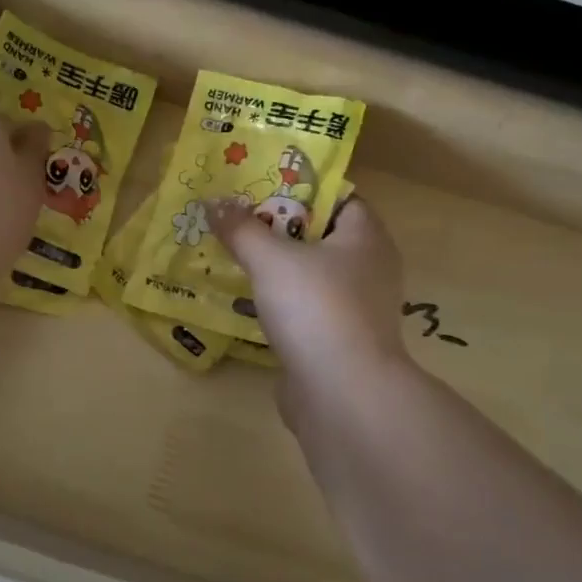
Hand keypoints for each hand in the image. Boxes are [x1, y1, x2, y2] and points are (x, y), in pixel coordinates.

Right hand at [209, 196, 406, 377]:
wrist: (342, 394)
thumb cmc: (315, 309)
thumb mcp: (271, 259)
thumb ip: (241, 229)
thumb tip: (213, 200)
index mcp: (366, 237)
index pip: (337, 198)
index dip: (298, 189)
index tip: (257, 187)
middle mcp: (368, 269)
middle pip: (319, 236)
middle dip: (277, 229)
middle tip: (235, 221)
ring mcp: (355, 309)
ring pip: (309, 276)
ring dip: (275, 269)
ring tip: (232, 258)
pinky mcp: (338, 341)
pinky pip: (304, 310)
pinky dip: (279, 304)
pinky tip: (246, 303)